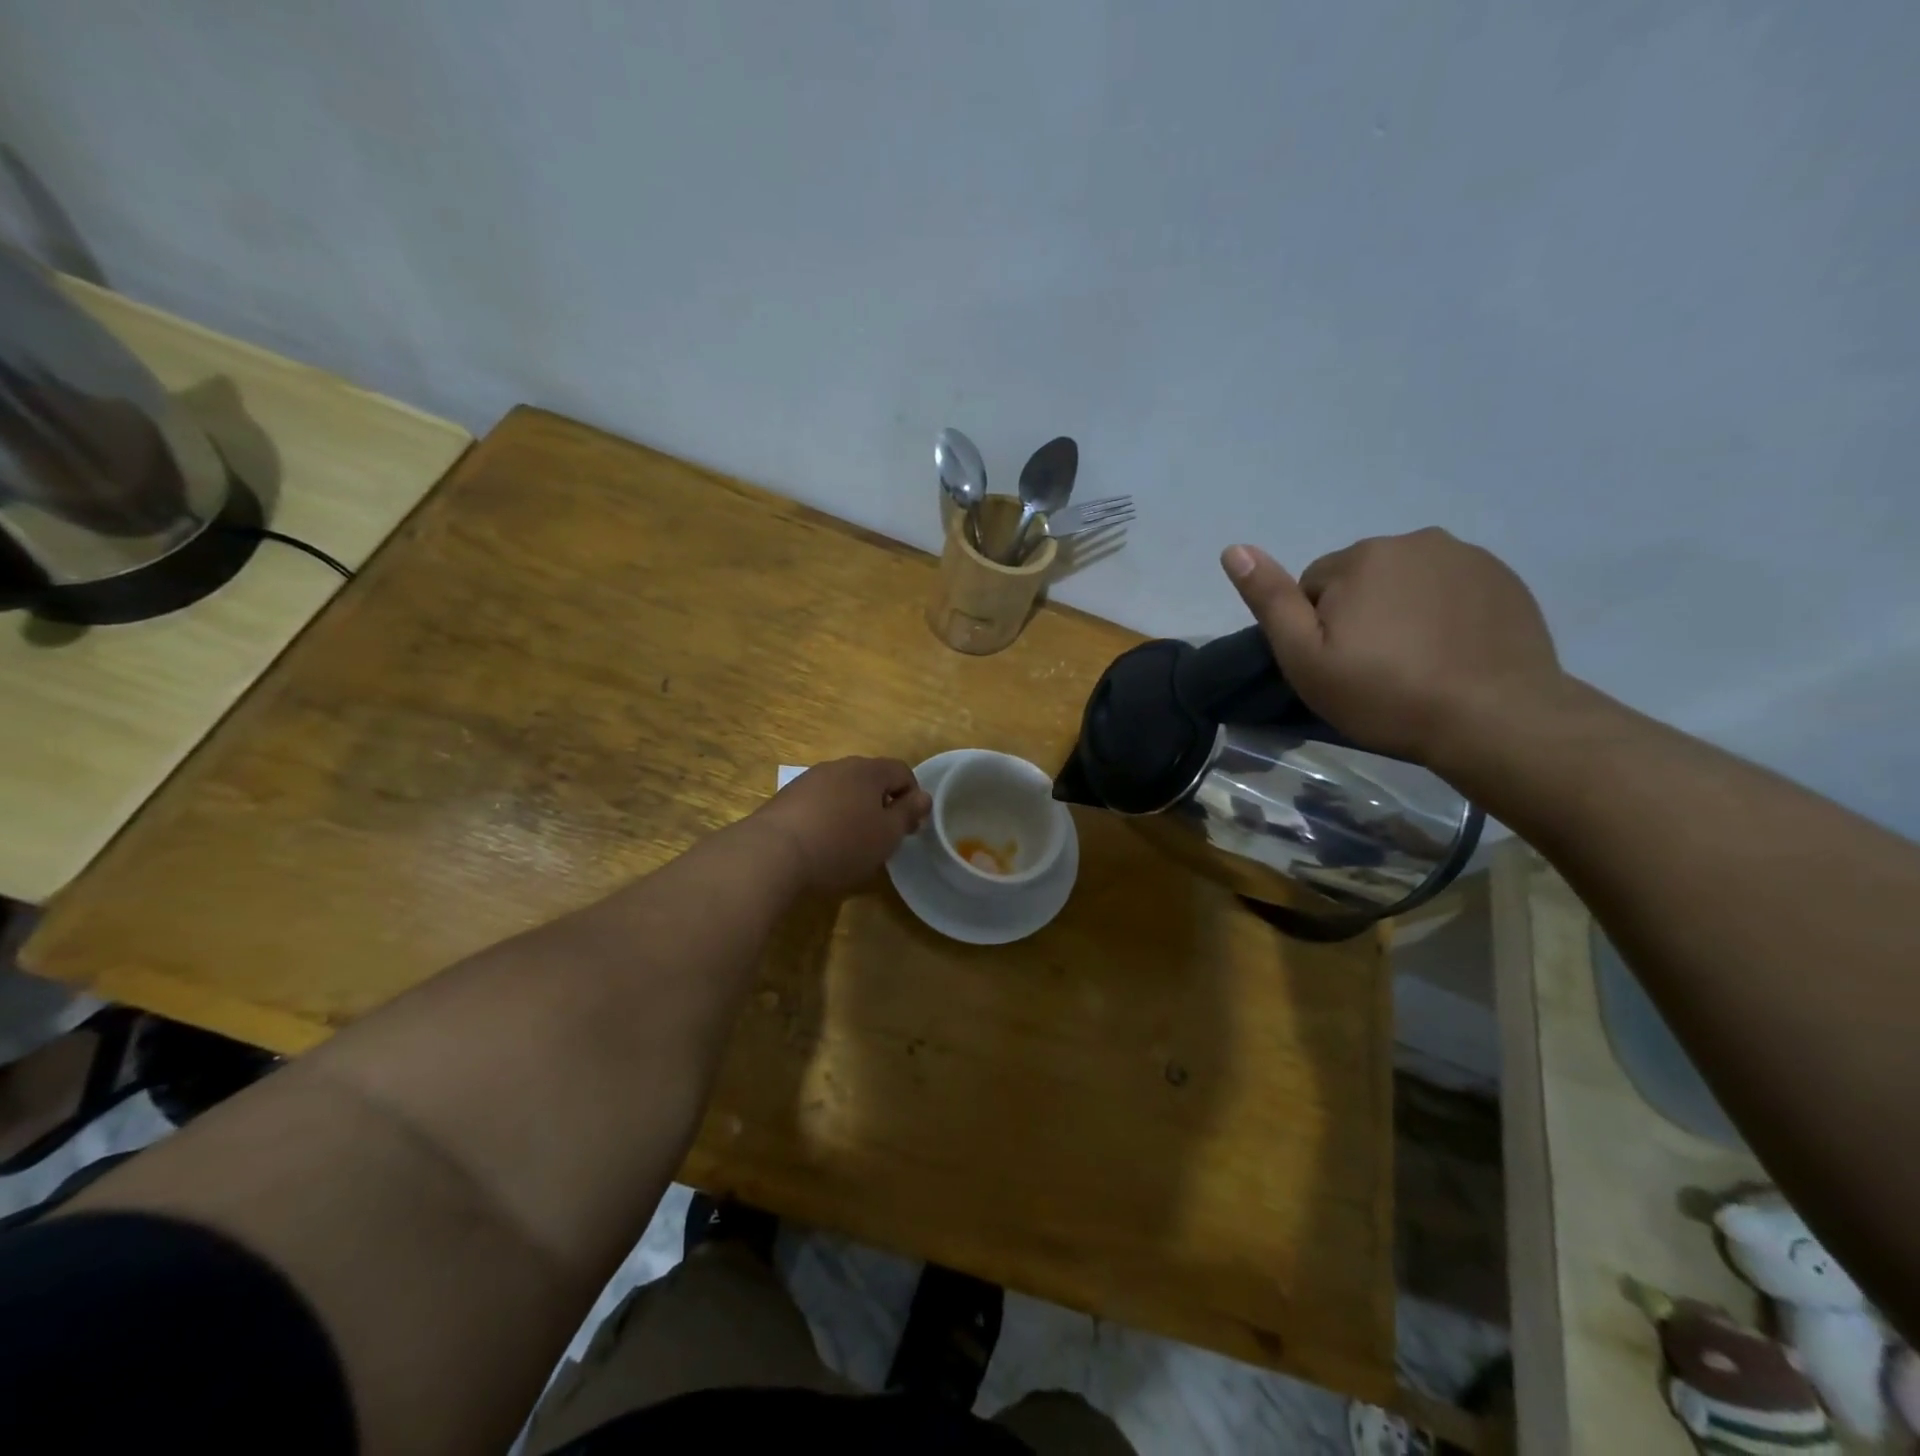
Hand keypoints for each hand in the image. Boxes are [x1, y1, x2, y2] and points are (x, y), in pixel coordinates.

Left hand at [749, 757, 931, 895]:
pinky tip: (822, 843)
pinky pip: (819, 802)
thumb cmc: (841, 844)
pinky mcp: (786, 798)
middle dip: (882, 804)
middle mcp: (839, 766)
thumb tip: (923, 796)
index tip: (909, 828)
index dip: (912, 797)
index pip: (902, 771)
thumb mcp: (886, 834)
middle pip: (871, 779)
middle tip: (882, 837)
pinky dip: (828, 817)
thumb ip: (907, 813)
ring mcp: (809, 779)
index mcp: (868, 770)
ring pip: (843, 790)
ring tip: (851, 843)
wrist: (772, 853)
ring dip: (853, 810)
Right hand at [1220, 529, 1563, 767]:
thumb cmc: (1385, 694)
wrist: (1494, 719)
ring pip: (1407, 581)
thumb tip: (1234, 549)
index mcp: (1361, 557)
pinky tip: (1450, 652)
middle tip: (1374, 667)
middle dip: (1359, 613)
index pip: (1314, 585)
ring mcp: (1467, 557)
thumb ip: (1270, 601)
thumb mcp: (1306, 658)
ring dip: (1401, 610)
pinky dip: (1442, 613)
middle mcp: (1414, 540)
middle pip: (1362, 578)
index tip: (1338, 664)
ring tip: (1415, 661)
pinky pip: (1450, 588)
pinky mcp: (1504, 579)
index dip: (1318, 628)